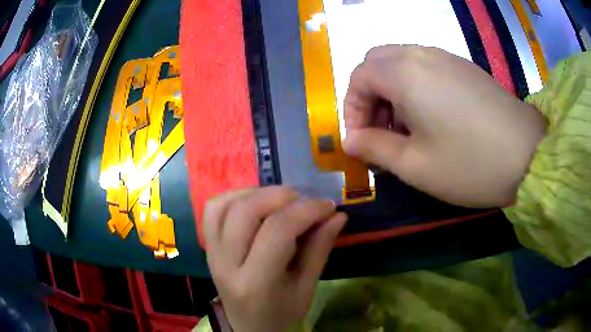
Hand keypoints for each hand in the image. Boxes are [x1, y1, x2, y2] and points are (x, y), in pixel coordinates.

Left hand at [204, 186, 346, 331]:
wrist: (247, 324)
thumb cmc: (281, 312)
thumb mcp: (306, 288)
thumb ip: (319, 250)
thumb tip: (338, 215)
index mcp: (255, 283)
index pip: (277, 232)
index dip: (306, 211)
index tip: (328, 206)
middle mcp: (226, 263)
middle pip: (246, 211)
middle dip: (281, 196)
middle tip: (305, 202)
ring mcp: (212, 252)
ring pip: (227, 205)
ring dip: (258, 193)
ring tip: (282, 201)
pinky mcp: (207, 245)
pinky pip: (214, 208)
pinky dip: (236, 196)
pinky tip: (256, 202)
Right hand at [342, 45, 546, 207]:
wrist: (529, 156)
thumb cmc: (470, 164)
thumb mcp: (415, 165)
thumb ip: (375, 148)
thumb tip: (351, 141)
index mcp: (405, 73)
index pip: (359, 77)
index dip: (352, 109)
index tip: (360, 141)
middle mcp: (422, 54)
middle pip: (378, 63)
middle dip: (370, 96)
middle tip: (382, 132)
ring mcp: (447, 58)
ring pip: (402, 64)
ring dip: (393, 93)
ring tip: (408, 130)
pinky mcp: (465, 68)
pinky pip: (426, 68)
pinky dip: (416, 89)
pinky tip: (433, 119)